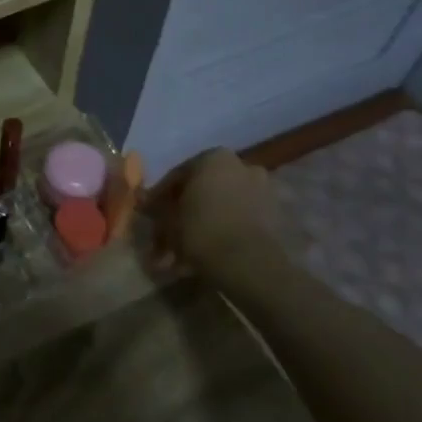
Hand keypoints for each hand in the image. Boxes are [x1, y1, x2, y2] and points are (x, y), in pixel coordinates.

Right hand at [141, 148, 281, 273]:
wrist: (249, 264)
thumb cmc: (200, 229)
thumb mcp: (166, 218)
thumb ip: (155, 206)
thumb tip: (144, 201)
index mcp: (214, 157)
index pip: (178, 174)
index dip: (161, 196)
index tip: (150, 214)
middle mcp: (242, 166)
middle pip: (204, 189)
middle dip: (185, 211)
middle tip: (168, 234)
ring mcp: (264, 190)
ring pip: (223, 206)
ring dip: (204, 225)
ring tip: (185, 253)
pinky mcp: (277, 216)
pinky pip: (241, 220)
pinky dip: (224, 232)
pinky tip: (208, 254)